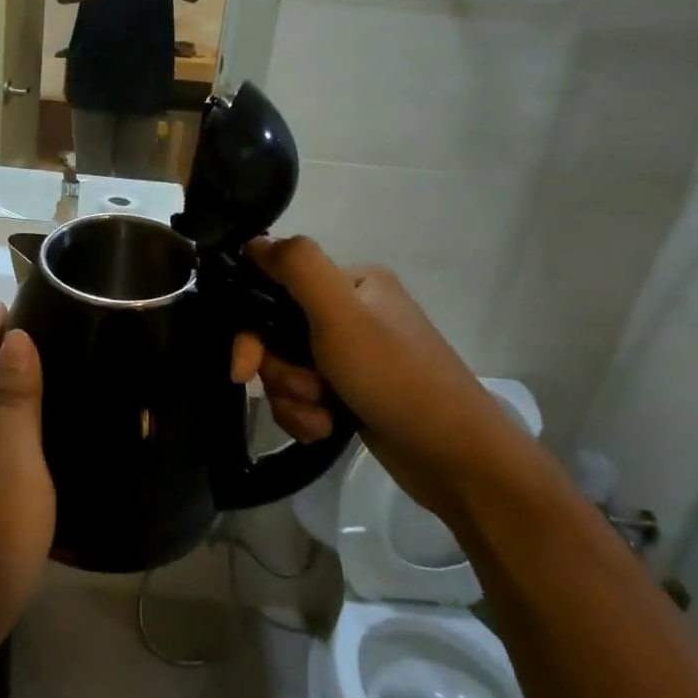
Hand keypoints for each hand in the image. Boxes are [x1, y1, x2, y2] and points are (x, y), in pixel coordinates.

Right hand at [229, 237, 522, 520]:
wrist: (453, 456)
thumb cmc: (394, 376)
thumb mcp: (341, 314)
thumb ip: (297, 266)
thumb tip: (254, 241)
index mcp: (351, 283)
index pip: (275, 289)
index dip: (251, 327)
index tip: (244, 367)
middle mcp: (350, 314)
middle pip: (276, 336)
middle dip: (279, 371)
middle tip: (301, 392)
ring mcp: (351, 357)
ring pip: (285, 371)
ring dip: (294, 399)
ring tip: (324, 415)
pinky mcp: (350, 394)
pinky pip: (304, 398)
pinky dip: (308, 416)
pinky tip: (328, 429)